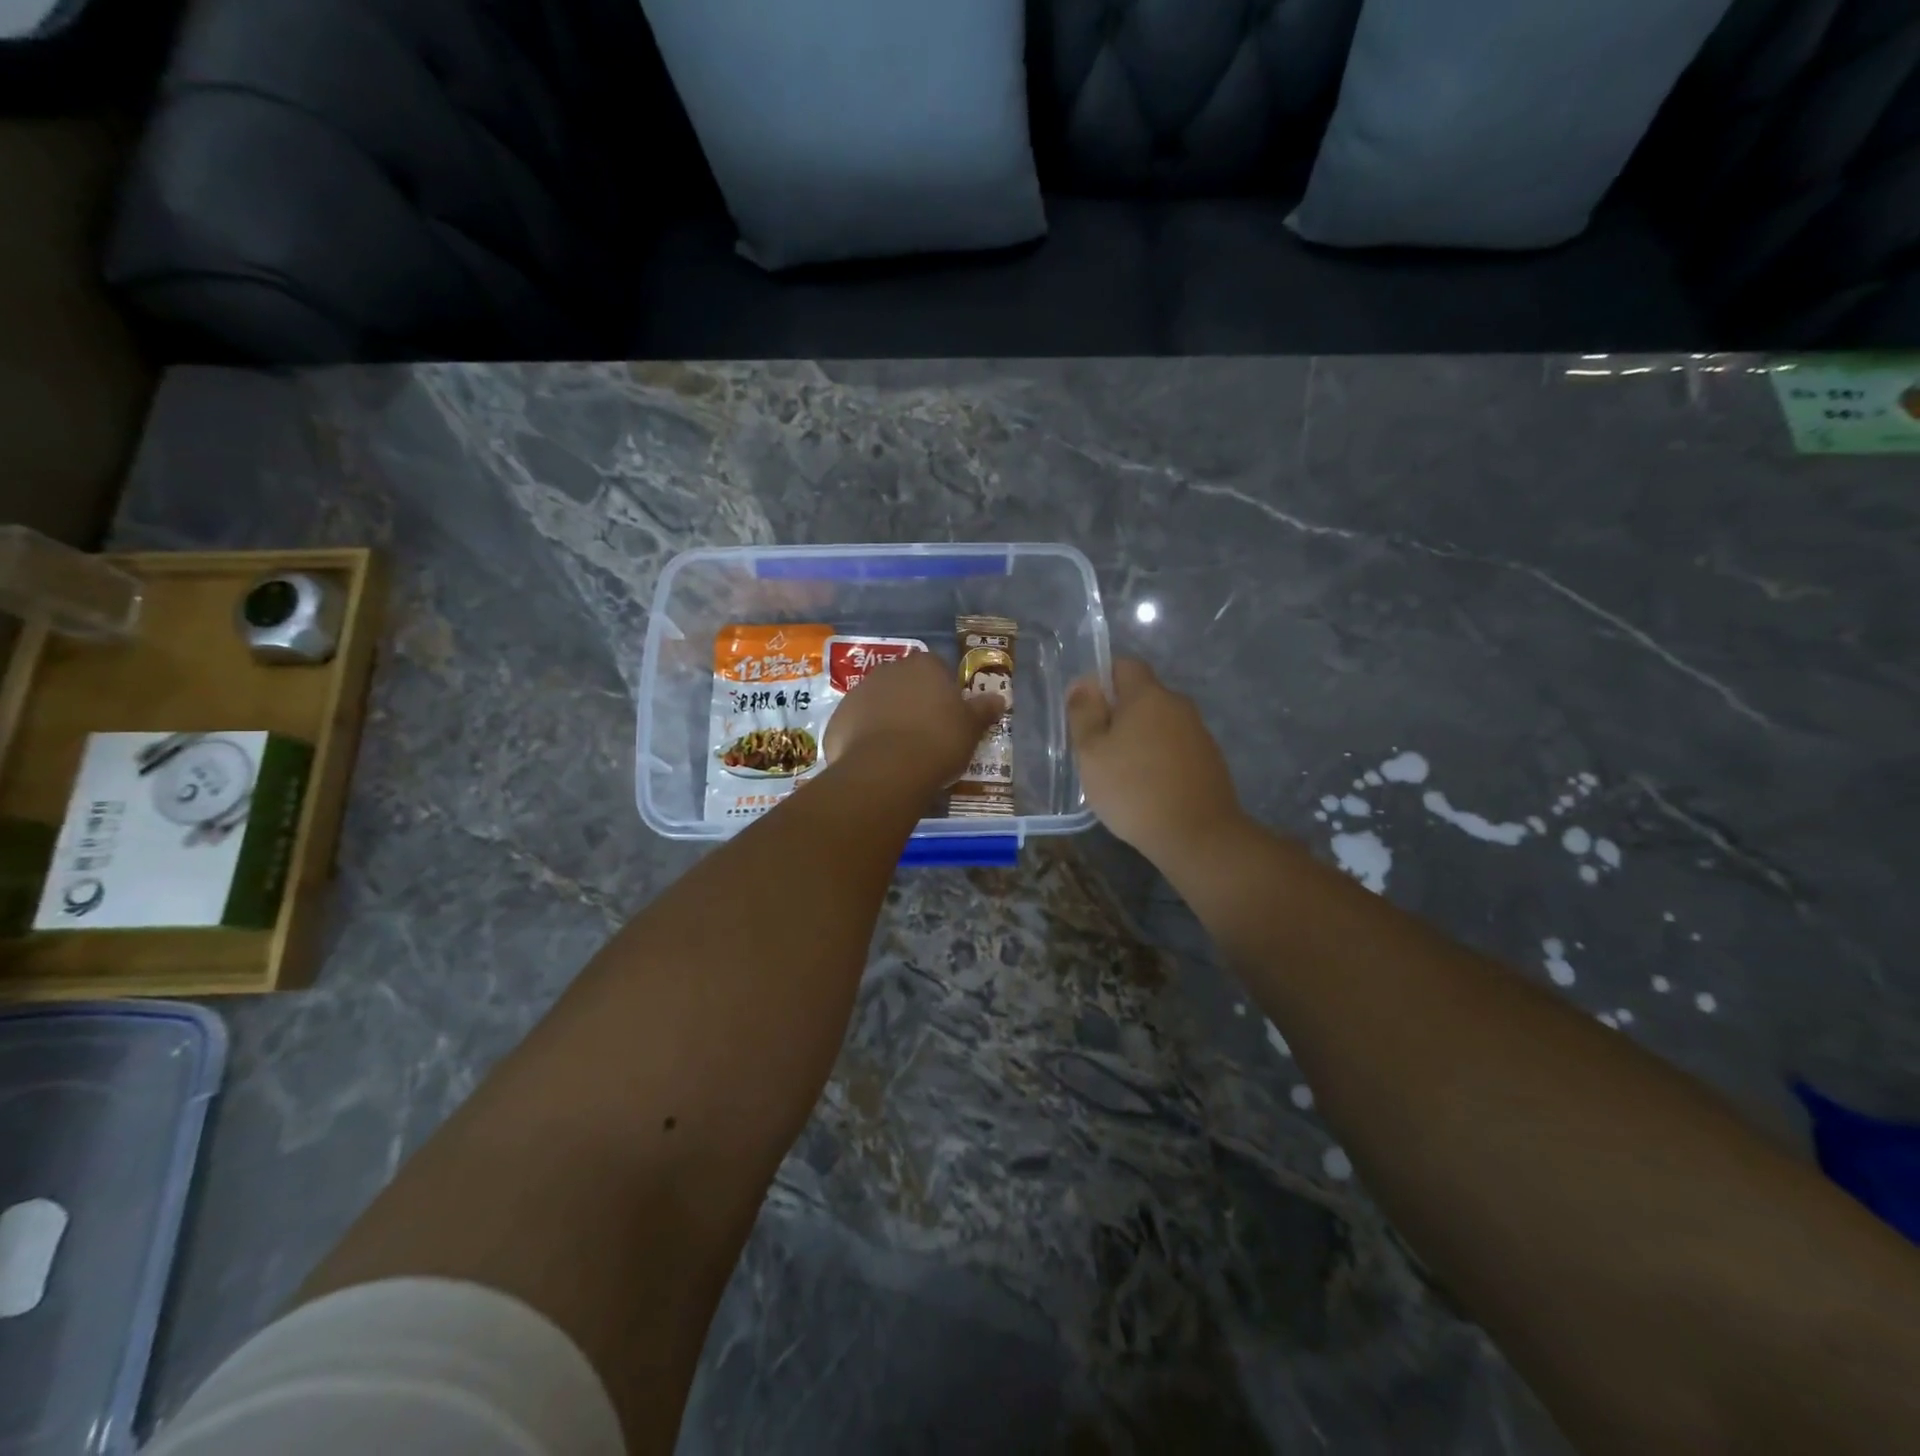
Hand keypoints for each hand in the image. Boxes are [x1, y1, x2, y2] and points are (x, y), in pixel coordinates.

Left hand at [826, 651, 1002, 785]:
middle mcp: (888, 670)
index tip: (949, 716)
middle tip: (926, 733)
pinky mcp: (838, 719)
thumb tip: (999, 698)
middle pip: (905, 683)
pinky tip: (877, 761)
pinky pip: (857, 725)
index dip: (944, 691)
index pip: (937, 669)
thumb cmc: (937, 742)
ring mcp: (858, 693)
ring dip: (887, 718)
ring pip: (878, 703)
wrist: (886, 770)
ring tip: (900, 751)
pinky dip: (865, 738)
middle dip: (913, 702)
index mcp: (923, 666)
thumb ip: (983, 710)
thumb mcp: (971, 728)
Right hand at [1067, 659, 1244, 861]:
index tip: (1085, 710)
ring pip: (1159, 723)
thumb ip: (1084, 713)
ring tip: (1121, 773)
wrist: (1198, 835)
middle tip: (1096, 749)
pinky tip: (1147, 788)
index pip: (1124, 665)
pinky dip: (1158, 758)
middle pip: (1142, 695)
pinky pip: (1175, 746)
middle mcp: (1178, 705)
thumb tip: (1083, 683)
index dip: (1101, 679)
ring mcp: (1198, 732)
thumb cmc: (1133, 789)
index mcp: (1148, 695)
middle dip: (1118, 713)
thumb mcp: (1091, 753)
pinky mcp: (1210, 759)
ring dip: (1139, 738)